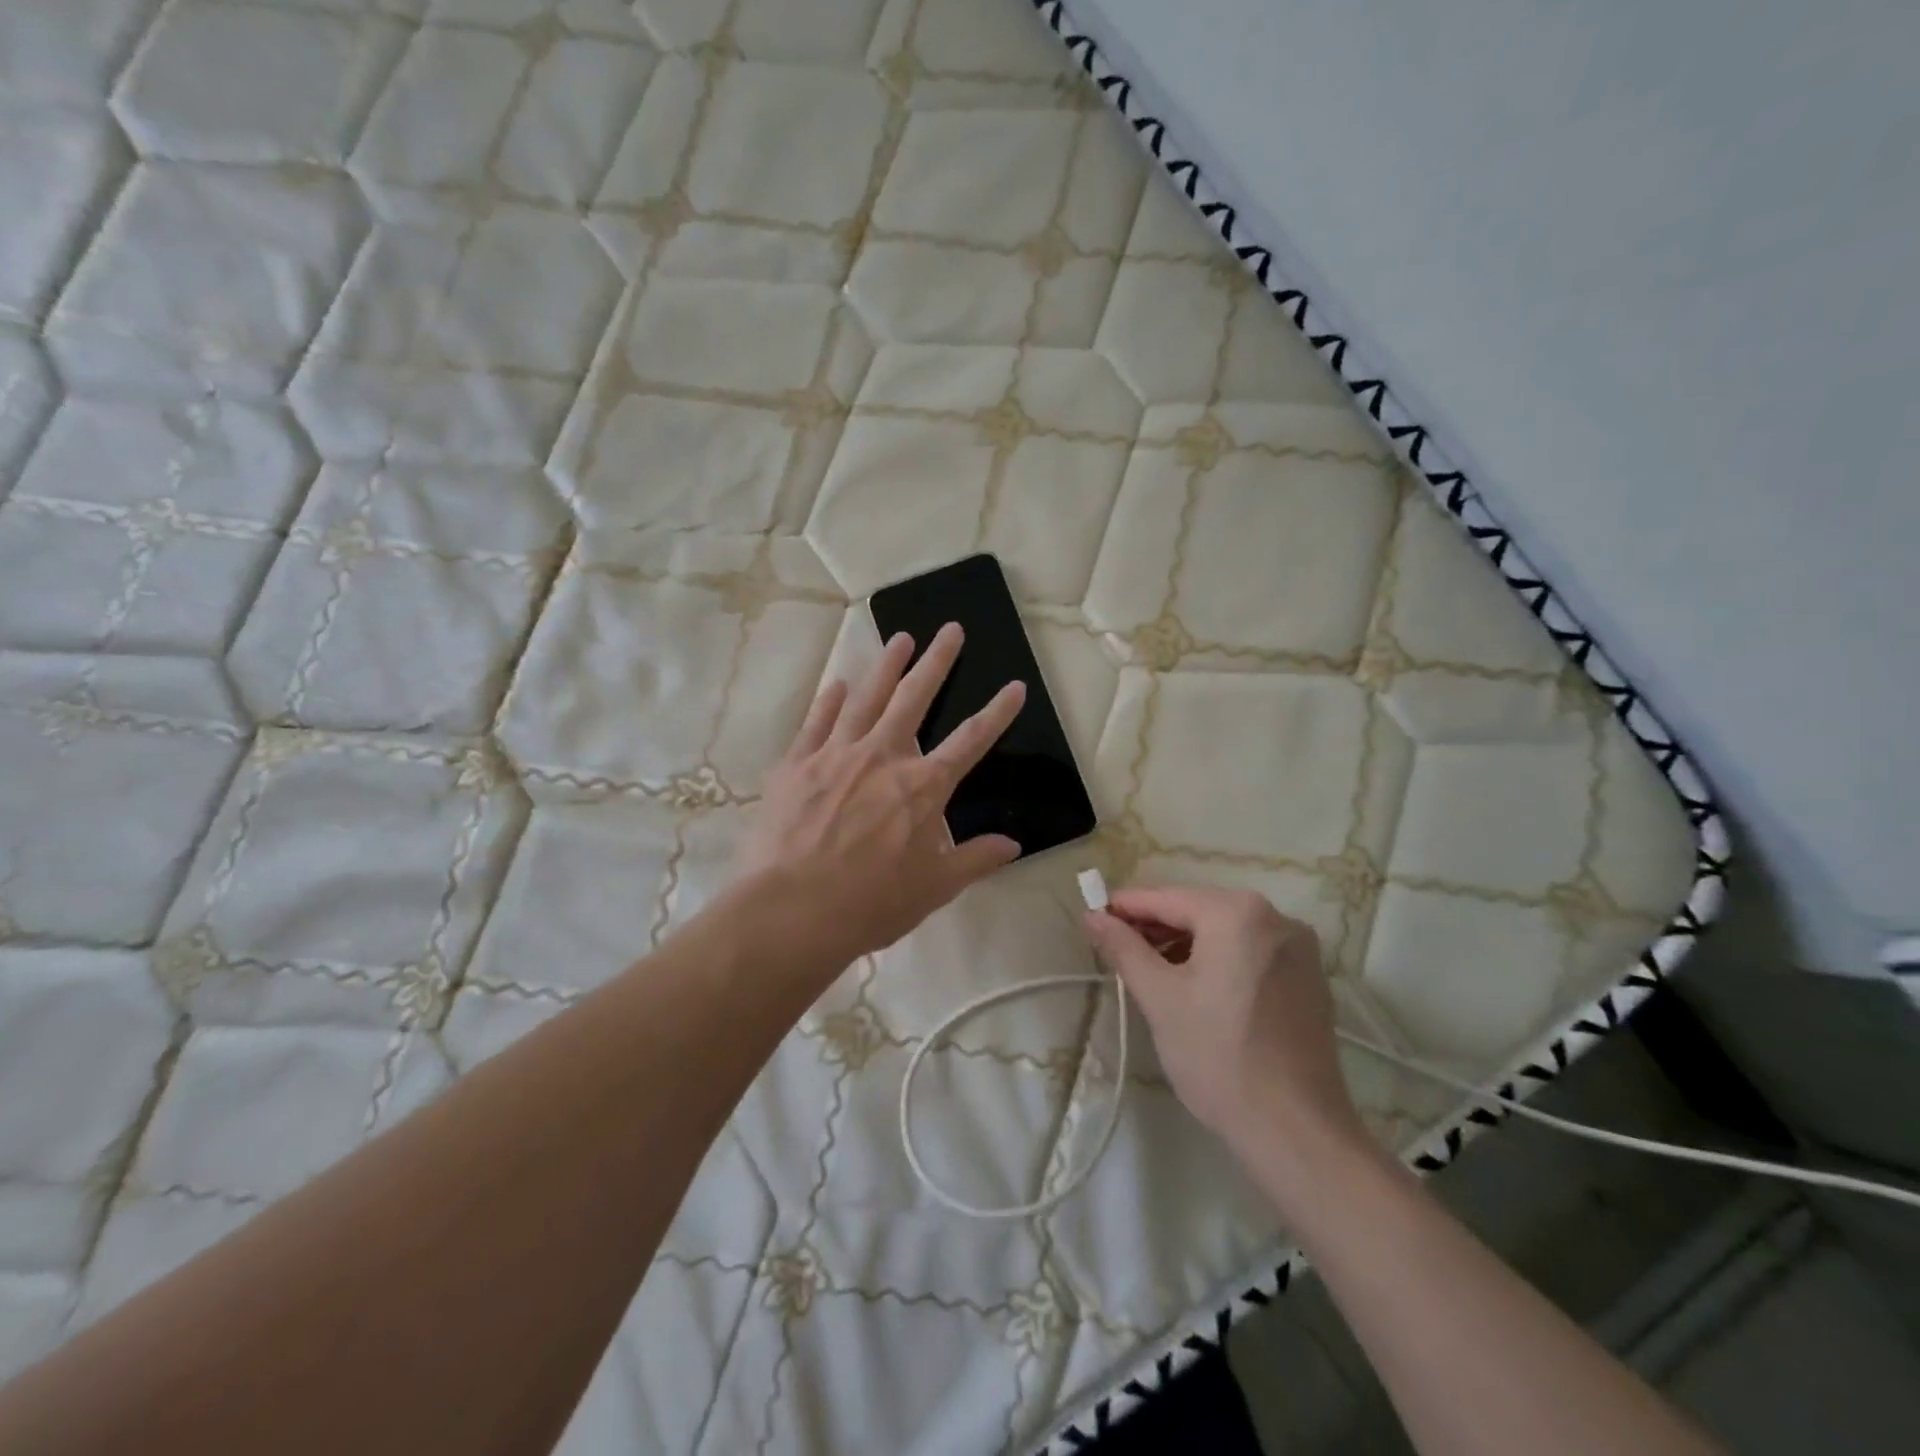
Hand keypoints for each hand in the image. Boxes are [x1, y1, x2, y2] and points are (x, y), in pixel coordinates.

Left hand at [735, 623, 1025, 968]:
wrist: (792, 911)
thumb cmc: (871, 903)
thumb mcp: (935, 888)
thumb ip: (975, 860)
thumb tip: (1013, 845)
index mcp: (922, 787)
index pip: (971, 740)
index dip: (997, 712)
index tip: (1015, 685)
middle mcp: (883, 757)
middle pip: (915, 698)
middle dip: (937, 661)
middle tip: (950, 629)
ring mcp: (836, 754)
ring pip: (866, 698)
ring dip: (886, 666)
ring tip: (900, 638)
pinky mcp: (796, 764)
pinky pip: (816, 721)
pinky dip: (828, 699)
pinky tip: (836, 683)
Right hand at [1084, 886, 1365, 1158]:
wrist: (1296, 1132)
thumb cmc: (1218, 1056)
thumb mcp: (1159, 998)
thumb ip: (1123, 948)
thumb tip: (1093, 916)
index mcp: (1237, 912)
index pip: (1166, 897)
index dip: (1125, 908)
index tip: (1094, 919)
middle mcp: (1275, 917)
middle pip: (1198, 910)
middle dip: (1156, 927)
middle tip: (1116, 950)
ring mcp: (1299, 949)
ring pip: (1226, 932)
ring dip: (1185, 945)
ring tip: (1150, 972)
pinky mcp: (1309, 980)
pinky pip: (1251, 953)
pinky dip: (1219, 961)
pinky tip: (1195, 988)